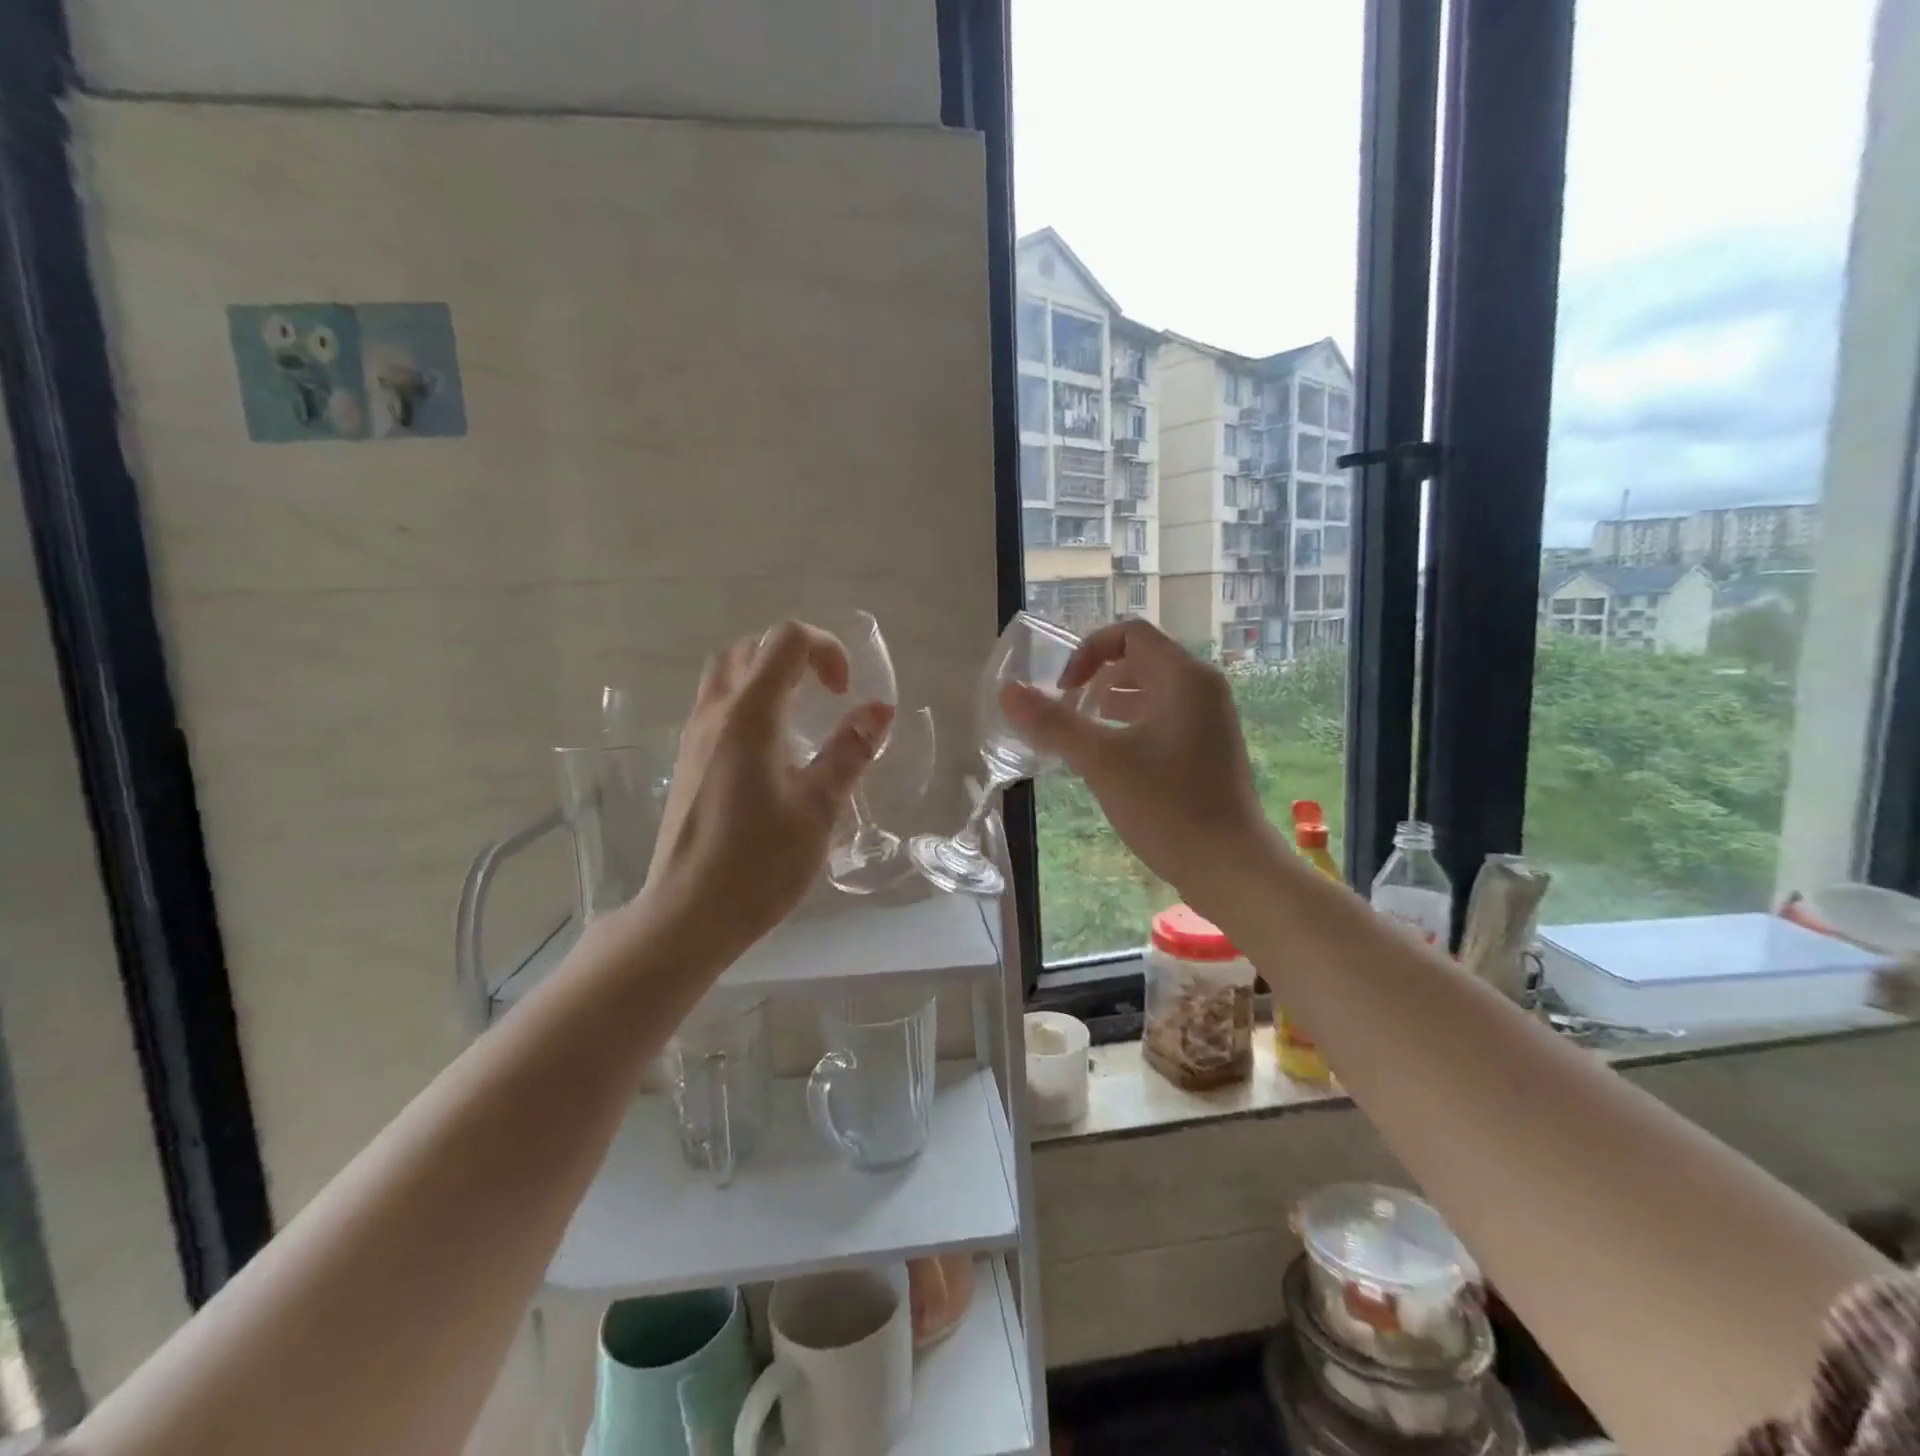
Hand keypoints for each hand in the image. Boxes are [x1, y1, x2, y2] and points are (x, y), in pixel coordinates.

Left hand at [643, 622, 893, 956]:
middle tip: (824, 694)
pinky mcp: (688, 763)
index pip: (786, 640)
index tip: (845, 693)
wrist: (687, 915)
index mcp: (750, 715)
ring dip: (768, 678)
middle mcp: (715, 714)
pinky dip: (750, 704)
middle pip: (749, 649)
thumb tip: (880, 710)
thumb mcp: (818, 807)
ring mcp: (694, 738)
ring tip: (802, 718)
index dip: (826, 649)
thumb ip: (850, 752)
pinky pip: (718, 708)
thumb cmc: (759, 863)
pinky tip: (774, 753)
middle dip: (794, 656)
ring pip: (727, 676)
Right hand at [999, 619, 1272, 906]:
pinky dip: (1132, 726)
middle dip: (1098, 678)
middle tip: (1067, 710)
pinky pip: (1164, 720)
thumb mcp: (1100, 761)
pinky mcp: (1209, 750)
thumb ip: (1052, 722)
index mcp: (1184, 677)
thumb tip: (1007, 691)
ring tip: (1081, 732)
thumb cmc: (1167, 806)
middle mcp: (1203, 689)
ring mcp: (1210, 721)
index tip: (1064, 690)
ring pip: (1152, 693)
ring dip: (1112, 703)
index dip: (1088, 652)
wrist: (1230, 867)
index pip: (1130, 634)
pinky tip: (1109, 758)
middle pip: (1141, 661)